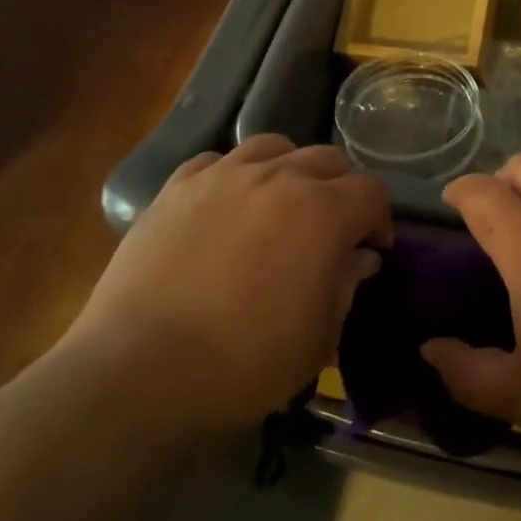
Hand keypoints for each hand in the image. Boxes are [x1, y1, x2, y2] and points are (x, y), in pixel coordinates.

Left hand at [66, 136, 390, 438]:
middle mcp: (278, 177)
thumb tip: (359, 257)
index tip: (373, 247)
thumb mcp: (318, 337)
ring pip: (274, 147)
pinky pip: (218, 162)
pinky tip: (228, 205)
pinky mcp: (177, 187)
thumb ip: (346, 285)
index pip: (370, 192)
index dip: (380, 218)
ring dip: (291, 170)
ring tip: (282, 203)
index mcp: (323, 212)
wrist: (140, 373)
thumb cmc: (245, 363)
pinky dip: (235, 175)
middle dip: (342, 189)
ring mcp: (223, 176)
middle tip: (334, 226)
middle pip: (327, 160)